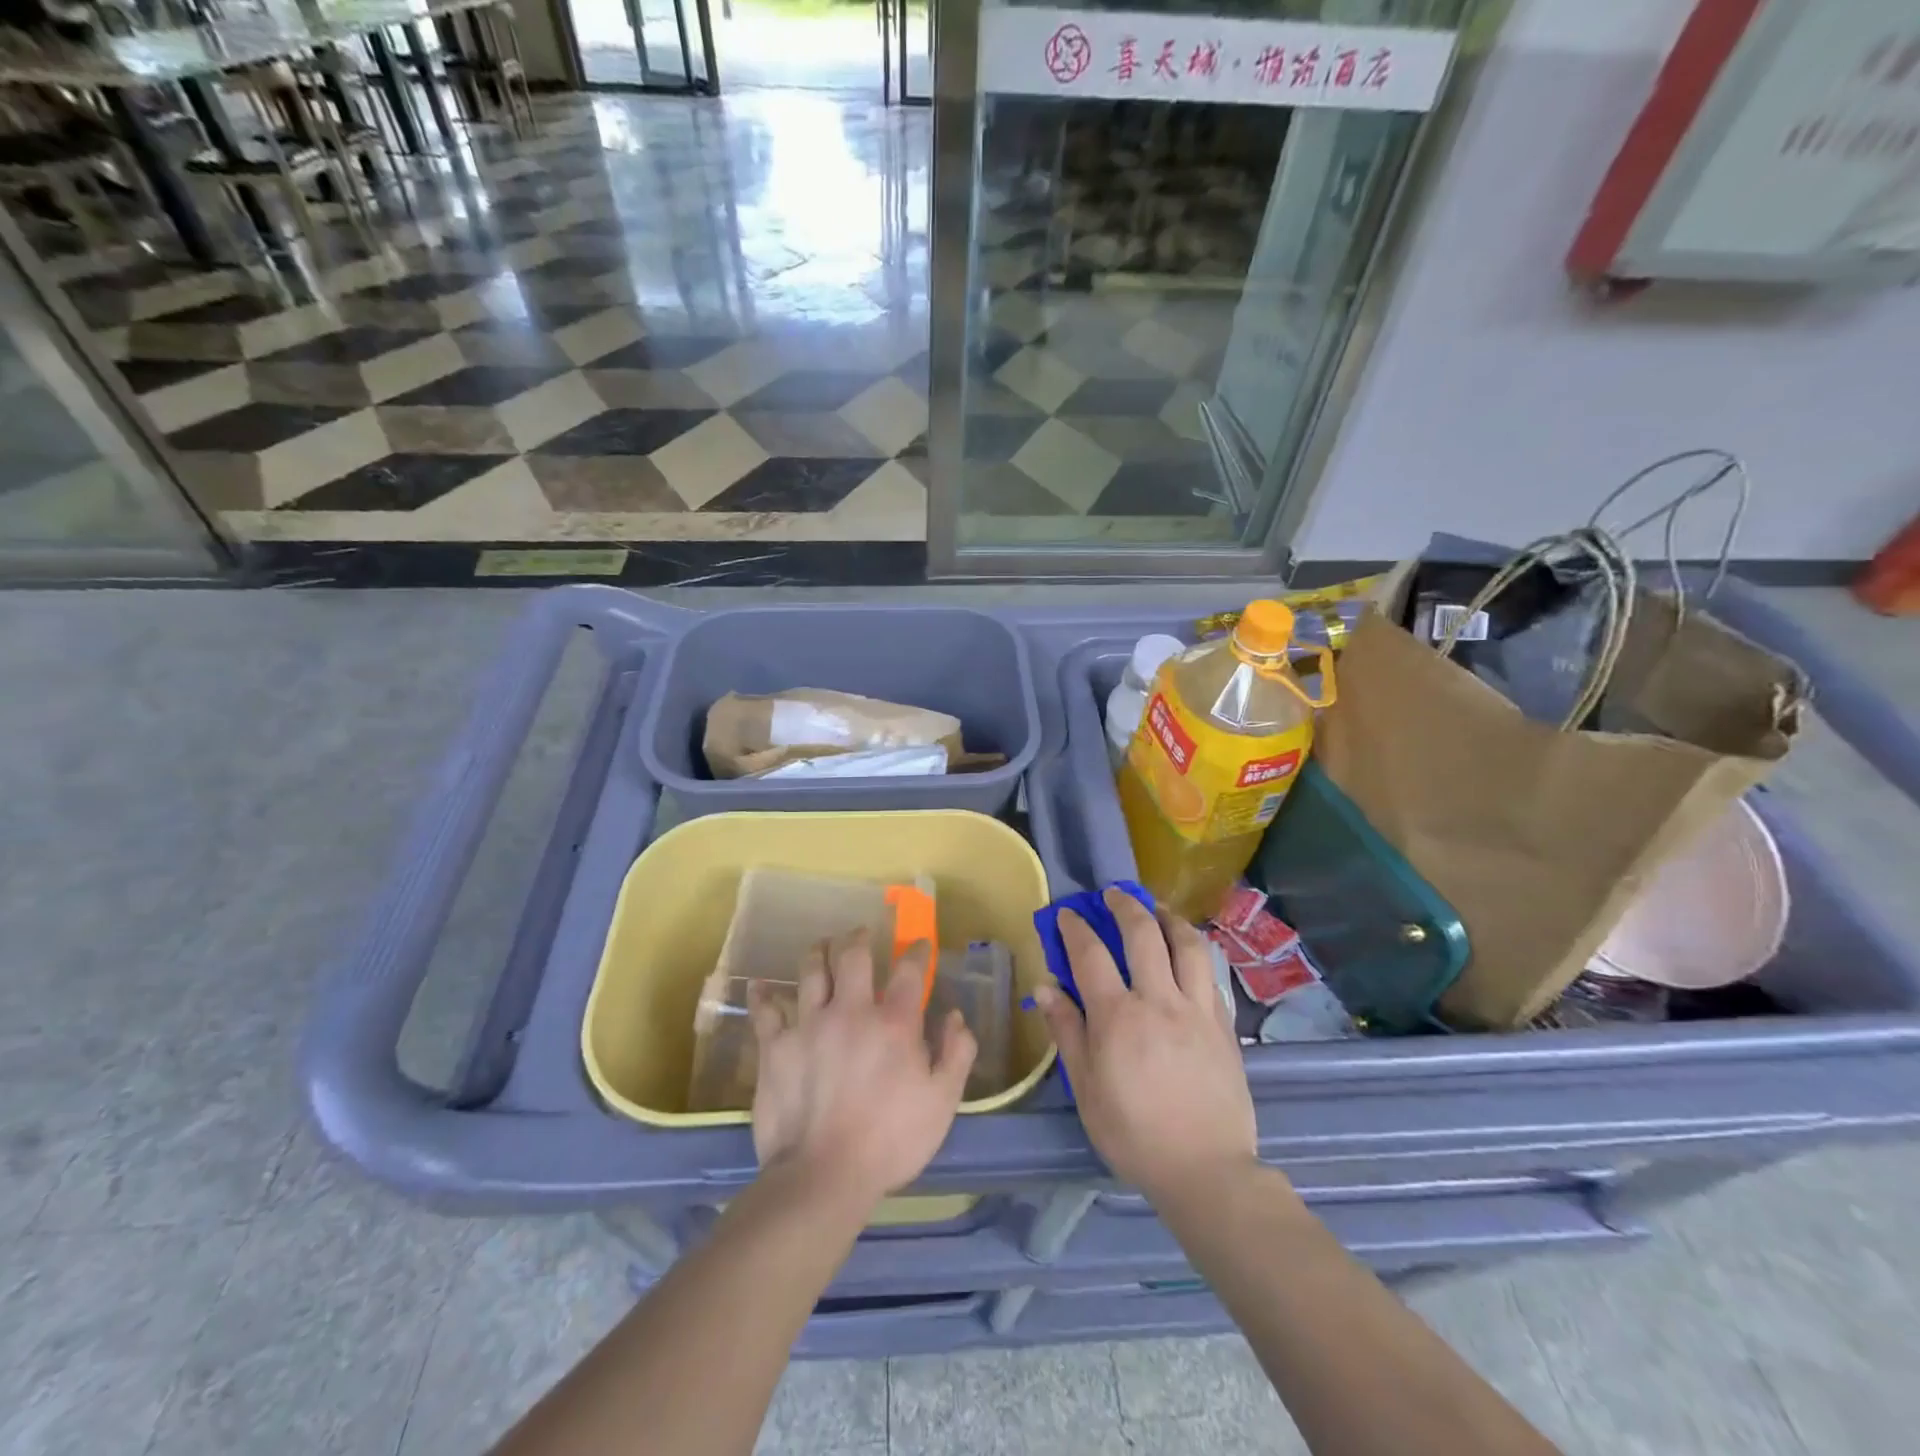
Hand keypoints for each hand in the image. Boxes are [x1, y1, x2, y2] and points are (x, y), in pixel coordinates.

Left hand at [749, 929, 976, 1212]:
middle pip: (853, 955)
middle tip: (861, 934)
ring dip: (818, 952)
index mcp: (894, 1022)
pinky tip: (760, 987)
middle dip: (859, 938)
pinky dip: (763, 995)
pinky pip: (765, 1010)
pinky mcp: (775, 1046)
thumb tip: (955, 1016)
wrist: (823, 1176)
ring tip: (821, 946)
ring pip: (811, 970)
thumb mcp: (942, 1102)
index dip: (916, 952)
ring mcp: (809, 1024)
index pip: (909, 970)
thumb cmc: (891, 1141)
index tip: (920, 945)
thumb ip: (956, 1053)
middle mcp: (851, 1010)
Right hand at [1034, 889, 1257, 1206]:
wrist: (1207, 1170)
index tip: (1067, 913)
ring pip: (1187, 945)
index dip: (1076, 928)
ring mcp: (1197, 1010)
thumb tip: (1046, 988)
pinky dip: (1195, 953)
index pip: (1091, 955)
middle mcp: (1159, 1001)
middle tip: (1113, 895)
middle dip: (1125, 906)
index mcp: (1118, 1018)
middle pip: (1143, 934)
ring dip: (1169, 918)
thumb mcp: (1087, 1089)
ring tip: (1157, 910)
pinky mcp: (1224, 1025)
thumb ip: (1067, 1032)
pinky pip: (1210, 974)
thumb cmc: (1134, 1134)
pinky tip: (1187, 954)